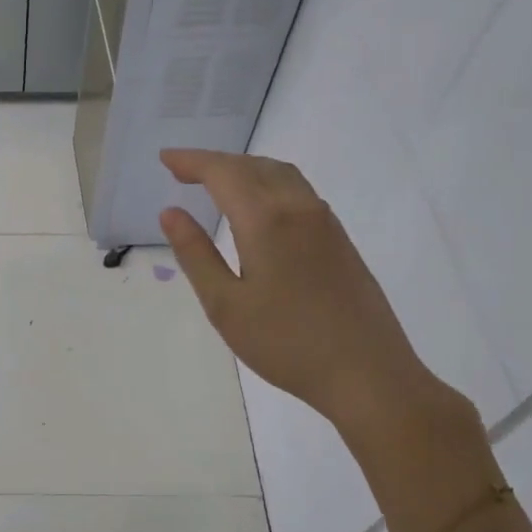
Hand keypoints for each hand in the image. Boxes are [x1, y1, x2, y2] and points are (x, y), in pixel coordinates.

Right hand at [158, 148, 454, 439]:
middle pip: (252, 166)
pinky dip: (267, 183)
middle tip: (181, 170)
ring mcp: (325, 222)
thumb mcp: (224, 304)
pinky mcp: (339, 239)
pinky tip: (257, 207)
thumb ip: (196, 254)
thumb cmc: (285, 343)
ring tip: (215, 182)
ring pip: (280, 174)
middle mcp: (299, 208)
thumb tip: (171, 212)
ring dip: (244, 169)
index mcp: (266, 220)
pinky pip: (298, 191)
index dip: (191, 161)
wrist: (367, 374)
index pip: (223, 173)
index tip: (165, 158)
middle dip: (214, 162)